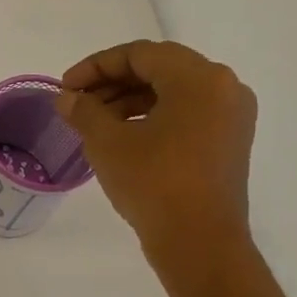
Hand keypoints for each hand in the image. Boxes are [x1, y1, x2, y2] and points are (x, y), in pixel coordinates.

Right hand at [57, 40, 258, 288]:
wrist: (199, 243)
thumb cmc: (153, 183)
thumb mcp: (108, 143)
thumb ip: (84, 111)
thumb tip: (67, 98)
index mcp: (199, 78)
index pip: (140, 54)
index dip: (95, 66)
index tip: (66, 87)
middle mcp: (223, 87)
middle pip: (159, 69)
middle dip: (112, 83)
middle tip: (76, 103)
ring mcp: (231, 116)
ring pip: (172, 93)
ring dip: (129, 101)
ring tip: (93, 123)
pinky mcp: (228, 142)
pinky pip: (186, 114)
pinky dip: (152, 118)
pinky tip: (122, 137)